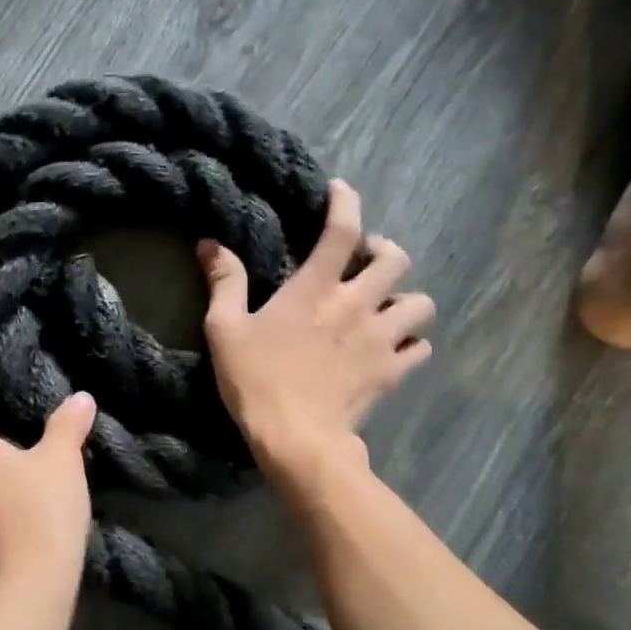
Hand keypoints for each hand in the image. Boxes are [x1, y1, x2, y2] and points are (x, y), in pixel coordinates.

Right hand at [200, 178, 433, 476]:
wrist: (296, 438)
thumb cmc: (256, 380)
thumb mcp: (225, 330)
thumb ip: (224, 283)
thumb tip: (210, 245)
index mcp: (316, 287)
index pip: (342, 229)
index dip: (346, 202)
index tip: (342, 191)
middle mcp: (357, 303)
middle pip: (395, 258)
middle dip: (384, 251)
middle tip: (365, 262)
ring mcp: (381, 338)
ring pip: (419, 303)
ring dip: (404, 300)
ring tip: (385, 308)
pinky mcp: (393, 371)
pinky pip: (420, 347)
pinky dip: (411, 343)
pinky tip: (394, 348)